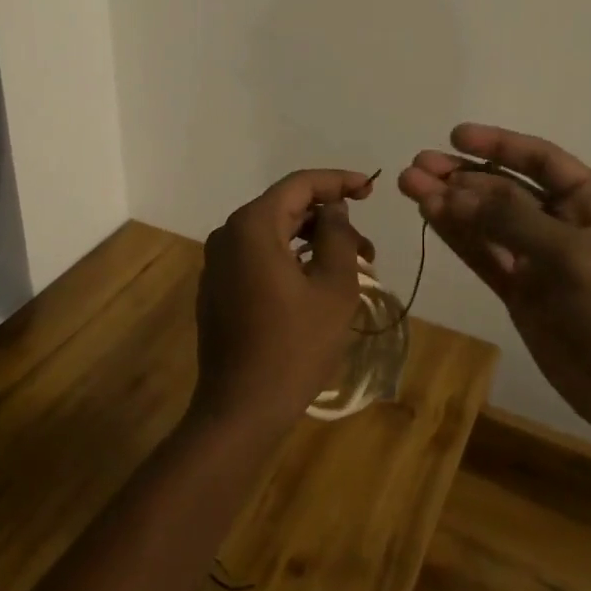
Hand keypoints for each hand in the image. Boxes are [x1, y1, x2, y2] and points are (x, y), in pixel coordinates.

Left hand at [192, 169, 375, 440]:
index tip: (372, 188)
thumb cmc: (294, 346)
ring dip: (312, 241)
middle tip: (368, 246)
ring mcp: (218, 262)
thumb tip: (334, 208)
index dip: (338, 181)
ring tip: (351, 267)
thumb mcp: (332, 288)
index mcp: (252, 226)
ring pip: (273, 234)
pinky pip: (258, 257)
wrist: (240, 409)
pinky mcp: (218, 287)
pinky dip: (290, 259)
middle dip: (329, 219)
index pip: (299, 184)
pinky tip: (316, 283)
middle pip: (285, 208)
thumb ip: (337, 236)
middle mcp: (228, 234)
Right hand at [399, 124, 590, 441]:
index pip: (540, 159)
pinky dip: (457, 235)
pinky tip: (429, 215)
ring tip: (408, 184)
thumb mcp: (573, 255)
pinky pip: (484, 254)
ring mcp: (540, 259)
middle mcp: (564, 223)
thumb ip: (510, 220)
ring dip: (450, 202)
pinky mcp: (521, 292)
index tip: (455, 136)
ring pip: (486, 221)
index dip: (498, 144)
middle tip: (417, 165)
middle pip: (505, 187)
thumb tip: (452, 191)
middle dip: (462, 174)